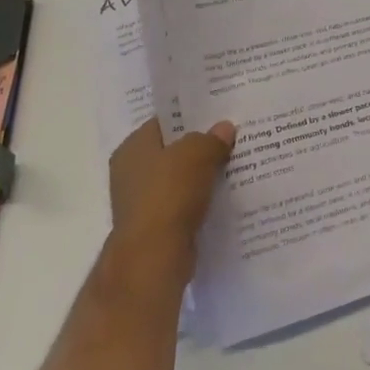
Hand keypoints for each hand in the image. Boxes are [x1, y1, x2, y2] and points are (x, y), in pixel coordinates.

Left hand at [106, 117, 235, 277]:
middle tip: (233, 136)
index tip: (219, 113)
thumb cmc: (169, 194)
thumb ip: (211, 138)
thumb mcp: (196, 153)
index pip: (164, 122)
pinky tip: (227, 194)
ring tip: (237, 163)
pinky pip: (185, 204)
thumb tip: (224, 129)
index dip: (191, 116)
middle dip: (201, 146)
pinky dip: (203, 200)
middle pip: (173, 151)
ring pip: (182, 179)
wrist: (154, 257)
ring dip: (204, 175)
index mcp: (132, 148)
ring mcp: (143, 202)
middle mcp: (132, 173)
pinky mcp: (157, 227)